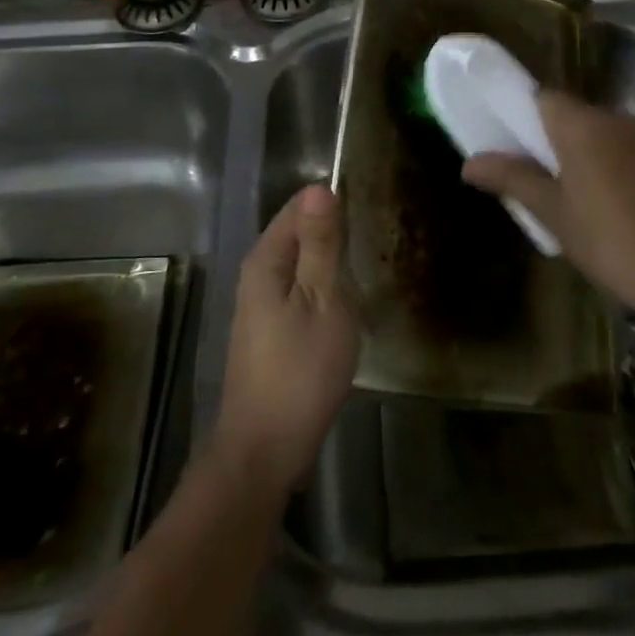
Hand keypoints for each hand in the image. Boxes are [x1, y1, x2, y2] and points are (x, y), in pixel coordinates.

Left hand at [212, 184, 358, 498]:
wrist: (265, 448)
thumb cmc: (300, 370)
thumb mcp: (322, 300)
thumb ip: (321, 244)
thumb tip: (319, 187)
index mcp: (266, 259)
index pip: (298, 206)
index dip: (332, 201)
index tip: (370, 205)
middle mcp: (257, 273)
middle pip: (298, 233)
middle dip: (333, 230)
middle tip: (376, 236)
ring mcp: (261, 303)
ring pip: (300, 264)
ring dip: (330, 261)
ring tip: (368, 263)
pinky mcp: (270, 329)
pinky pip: (299, 289)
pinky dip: (323, 287)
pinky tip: (346, 301)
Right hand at [461, 92, 634, 308]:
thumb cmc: (609, 240)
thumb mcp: (552, 212)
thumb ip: (511, 180)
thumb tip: (468, 163)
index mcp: (581, 125)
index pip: (543, 98)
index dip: (524, 116)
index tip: (514, 145)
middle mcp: (616, 120)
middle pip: (574, 115)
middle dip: (554, 139)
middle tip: (540, 178)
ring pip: (605, 134)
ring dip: (588, 153)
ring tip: (578, 196)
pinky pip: (631, 152)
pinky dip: (617, 167)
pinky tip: (617, 206)